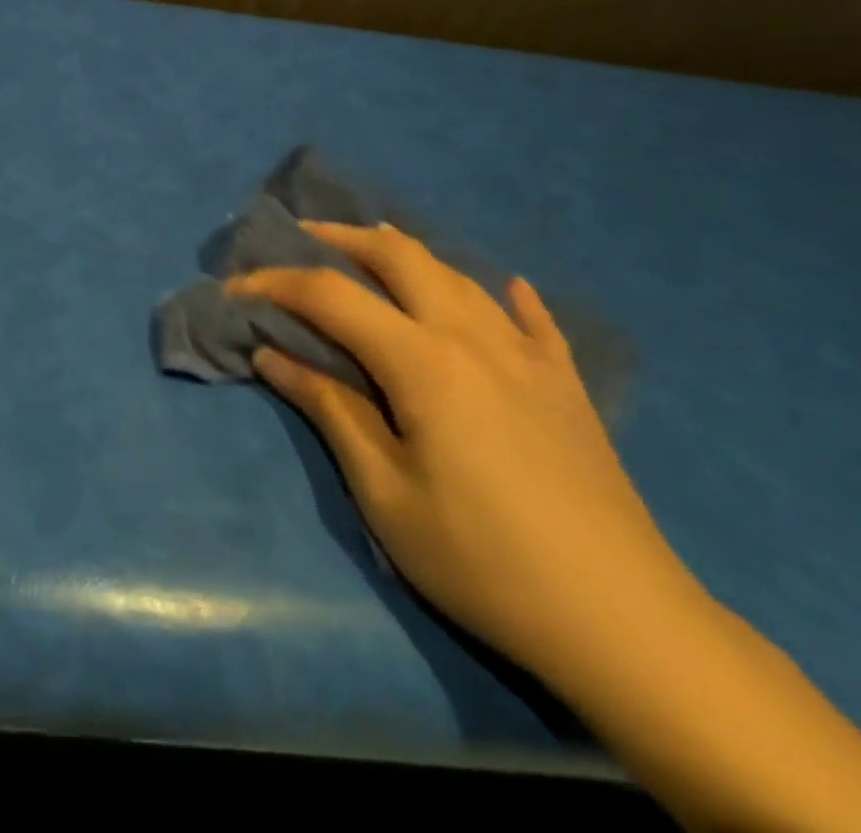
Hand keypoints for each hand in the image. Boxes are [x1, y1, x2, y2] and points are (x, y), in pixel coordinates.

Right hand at [235, 227, 860, 831]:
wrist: (624, 622)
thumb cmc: (482, 560)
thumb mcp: (385, 493)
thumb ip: (330, 409)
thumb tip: (273, 354)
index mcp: (423, 361)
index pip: (332, 296)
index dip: (276, 283)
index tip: (235, 288)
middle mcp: (473, 337)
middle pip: (400, 257)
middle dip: (342, 238)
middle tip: (302, 240)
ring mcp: (527, 356)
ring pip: (458, 274)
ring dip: (406, 255)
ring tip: (373, 254)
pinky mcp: (565, 384)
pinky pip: (533, 320)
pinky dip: (506, 296)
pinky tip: (505, 289)